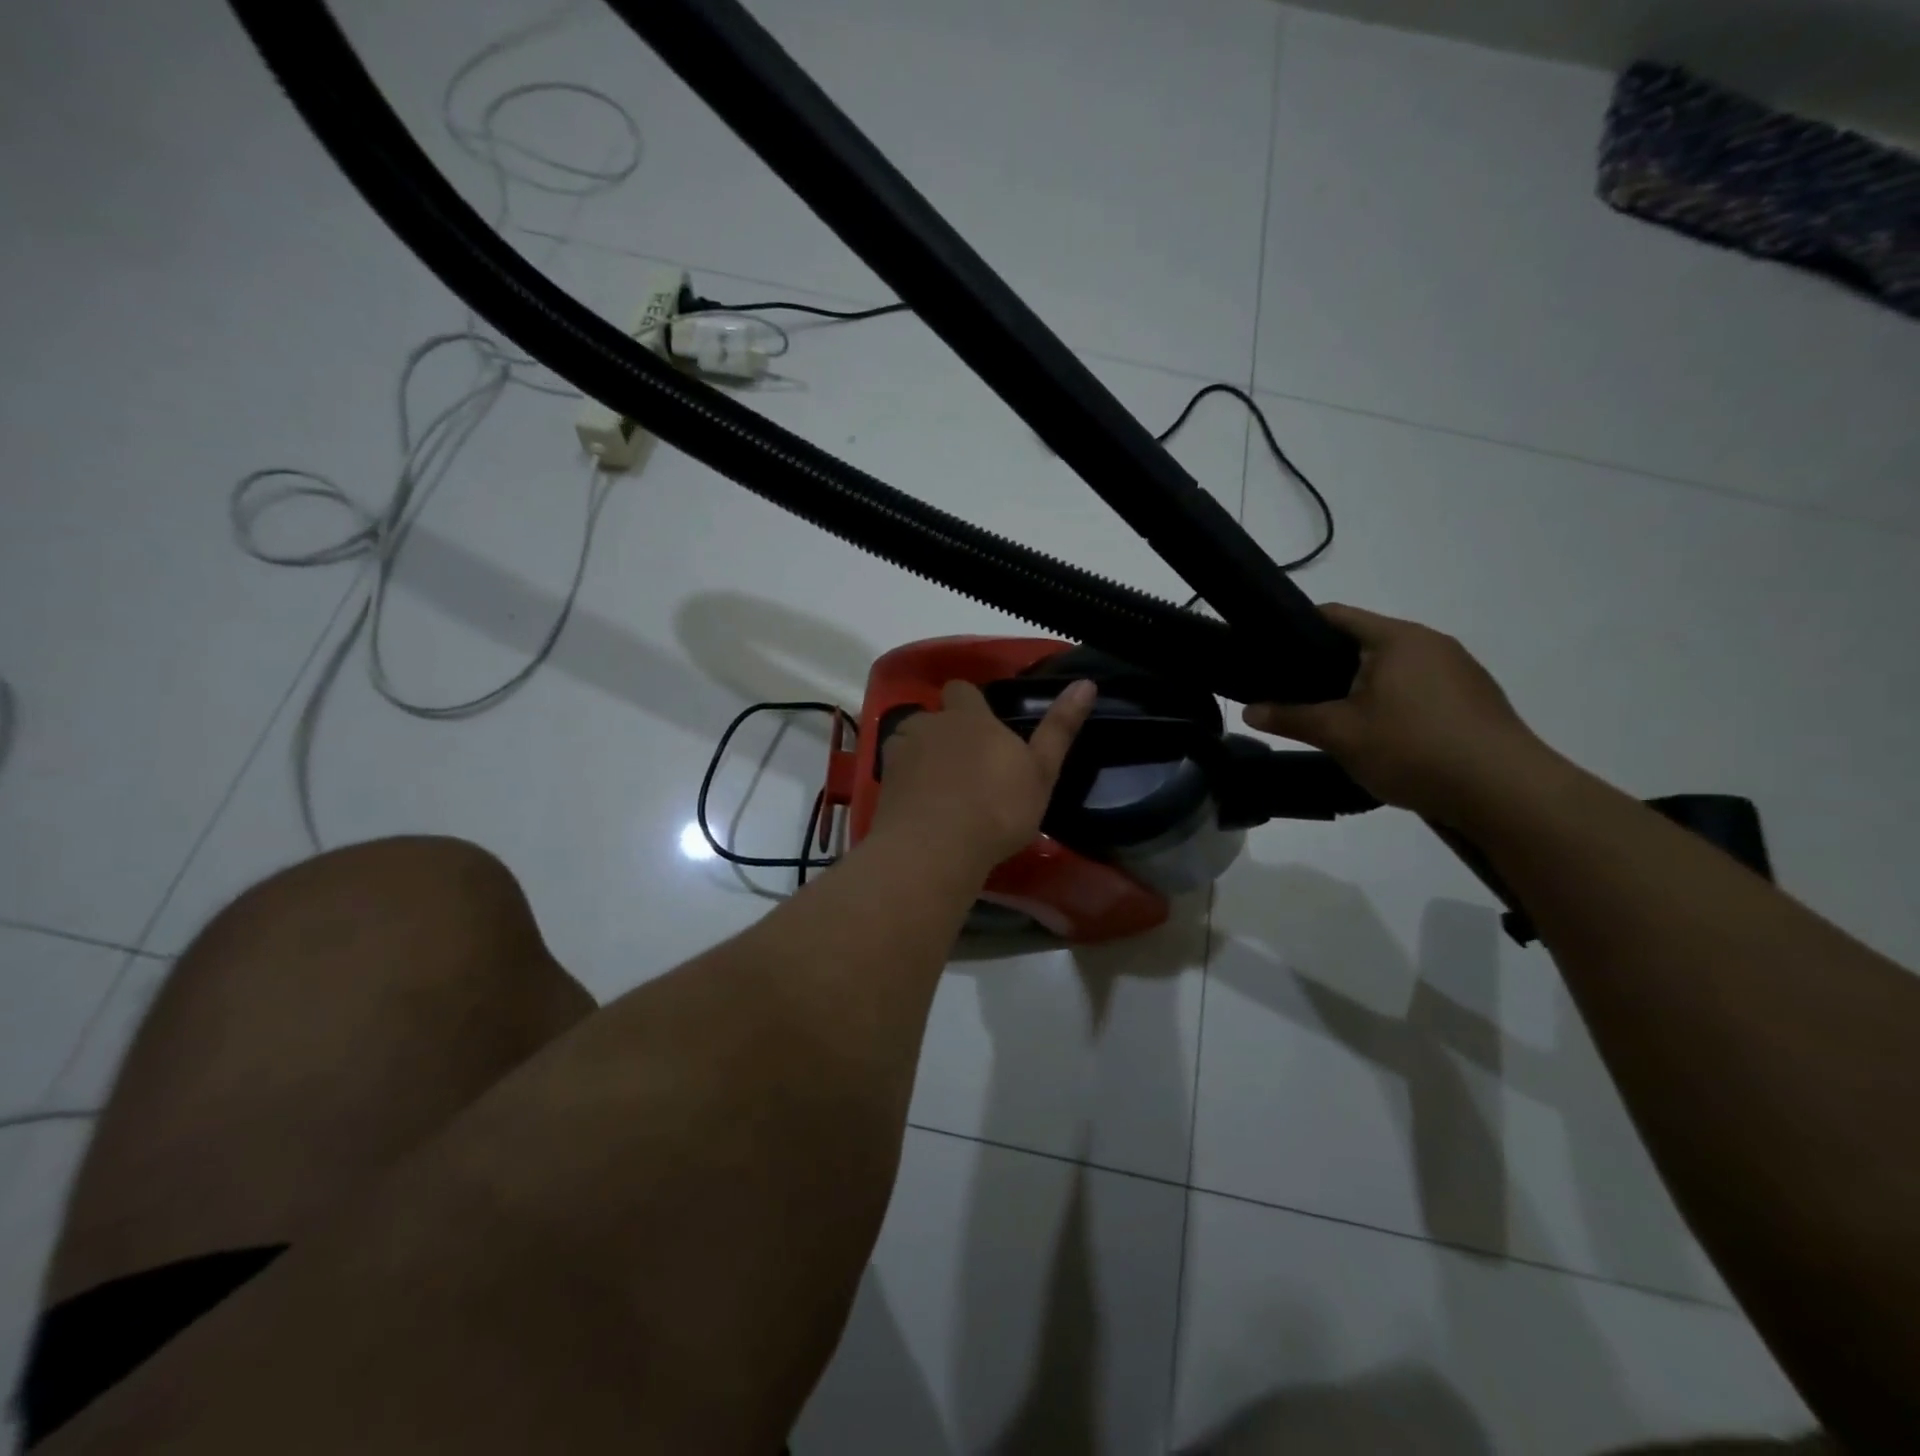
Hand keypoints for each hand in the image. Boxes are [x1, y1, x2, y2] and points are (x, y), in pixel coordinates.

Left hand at [872, 678, 1096, 869]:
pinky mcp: (883, 784)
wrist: (935, 849)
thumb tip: (1085, 683)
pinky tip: (920, 808)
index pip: (962, 689)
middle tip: (966, 766)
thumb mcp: (1040, 772)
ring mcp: (901, 753)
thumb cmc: (997, 808)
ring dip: (921, 755)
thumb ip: (1059, 728)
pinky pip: (896, 774)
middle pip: (933, 716)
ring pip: (910, 742)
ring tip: (939, 788)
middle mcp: (930, 725)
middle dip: (945, 732)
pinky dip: (906, 784)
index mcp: (969, 717)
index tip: (985, 727)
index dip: (971, 704)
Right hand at [1243, 604, 1555, 822]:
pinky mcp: (1475, 700)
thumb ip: (1291, 718)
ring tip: (1334, 717)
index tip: (1269, 649)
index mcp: (1397, 638)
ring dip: (1362, 687)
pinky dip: (1394, 703)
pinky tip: (1383, 736)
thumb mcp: (1340, 735)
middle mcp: (1432, 643)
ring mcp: (1460, 670)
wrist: (1506, 792)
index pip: (1336, 615)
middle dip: (1327, 664)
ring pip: (1393, 668)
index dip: (1297, 626)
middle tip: (1294, 692)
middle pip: (1365, 642)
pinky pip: (1420, 689)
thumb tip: (1248, 711)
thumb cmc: (1413, 749)